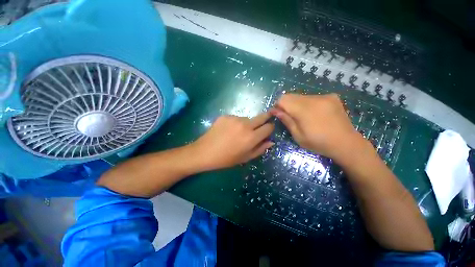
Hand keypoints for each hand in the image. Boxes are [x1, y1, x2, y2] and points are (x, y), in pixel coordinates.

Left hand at [191, 113, 274, 170]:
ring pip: (247, 118)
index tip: (268, 130)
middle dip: (266, 118)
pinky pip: (236, 118)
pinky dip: (235, 123)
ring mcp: (234, 118)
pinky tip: (228, 130)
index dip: (270, 128)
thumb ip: (260, 149)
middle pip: (262, 116)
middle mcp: (245, 125)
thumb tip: (271, 141)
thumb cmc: (226, 159)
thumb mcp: (245, 158)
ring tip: (237, 132)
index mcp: (251, 137)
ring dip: (247, 124)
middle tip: (262, 123)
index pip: (268, 127)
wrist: (204, 152)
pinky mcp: (226, 115)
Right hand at [270, 93, 366, 161]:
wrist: (346, 143)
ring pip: (301, 96)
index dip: (278, 106)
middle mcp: (314, 99)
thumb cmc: (319, 143)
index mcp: (304, 110)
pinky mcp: (332, 97)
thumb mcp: (298, 135)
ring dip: (297, 104)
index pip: (283, 99)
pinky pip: (312, 97)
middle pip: (291, 96)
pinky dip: (308, 104)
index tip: (279, 115)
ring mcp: (324, 96)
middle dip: (287, 105)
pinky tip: (314, 114)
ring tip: (304, 117)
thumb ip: (286, 120)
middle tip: (291, 117)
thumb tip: (274, 110)